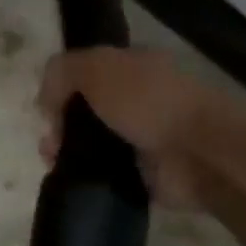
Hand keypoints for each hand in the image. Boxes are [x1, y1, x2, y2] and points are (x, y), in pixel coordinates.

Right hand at [38, 48, 224, 208]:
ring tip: (54, 163)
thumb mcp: (96, 67)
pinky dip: (86, 177)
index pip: (88, 73)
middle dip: (60, 124)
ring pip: (91, 144)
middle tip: (50, 142)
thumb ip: (61, 72)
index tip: (46, 108)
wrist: (200, 153)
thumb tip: (45, 100)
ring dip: (67, 152)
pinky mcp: (144, 174)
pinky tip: (72, 179)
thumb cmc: (149, 101)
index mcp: (134, 67)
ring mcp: (143, 138)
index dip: (61, 88)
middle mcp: (139, 99)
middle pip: (85, 110)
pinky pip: (104, 174)